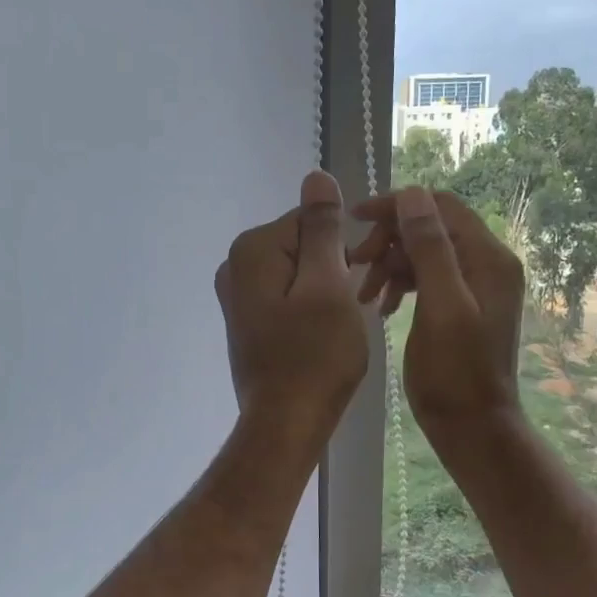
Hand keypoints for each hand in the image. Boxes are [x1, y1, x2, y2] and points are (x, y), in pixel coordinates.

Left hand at [215, 171, 369, 440]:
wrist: (285, 423)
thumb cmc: (314, 356)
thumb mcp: (328, 285)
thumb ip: (322, 229)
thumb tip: (316, 174)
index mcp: (253, 249)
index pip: (313, 220)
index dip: (345, 247)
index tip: (361, 278)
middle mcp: (235, 266)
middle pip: (303, 245)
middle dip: (333, 269)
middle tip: (352, 307)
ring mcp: (237, 296)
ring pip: (298, 273)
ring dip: (325, 291)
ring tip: (339, 327)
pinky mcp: (247, 321)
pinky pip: (287, 297)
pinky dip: (309, 308)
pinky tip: (323, 336)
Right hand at [350, 186, 524, 441]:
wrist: (471, 427)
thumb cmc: (455, 373)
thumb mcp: (441, 307)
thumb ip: (430, 249)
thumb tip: (413, 194)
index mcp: (488, 258)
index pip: (440, 207)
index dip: (397, 206)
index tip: (354, 219)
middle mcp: (485, 264)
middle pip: (428, 228)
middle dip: (388, 241)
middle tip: (355, 265)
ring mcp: (473, 286)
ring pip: (421, 253)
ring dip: (388, 265)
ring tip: (363, 295)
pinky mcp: (458, 306)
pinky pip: (424, 279)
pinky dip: (398, 285)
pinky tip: (380, 307)